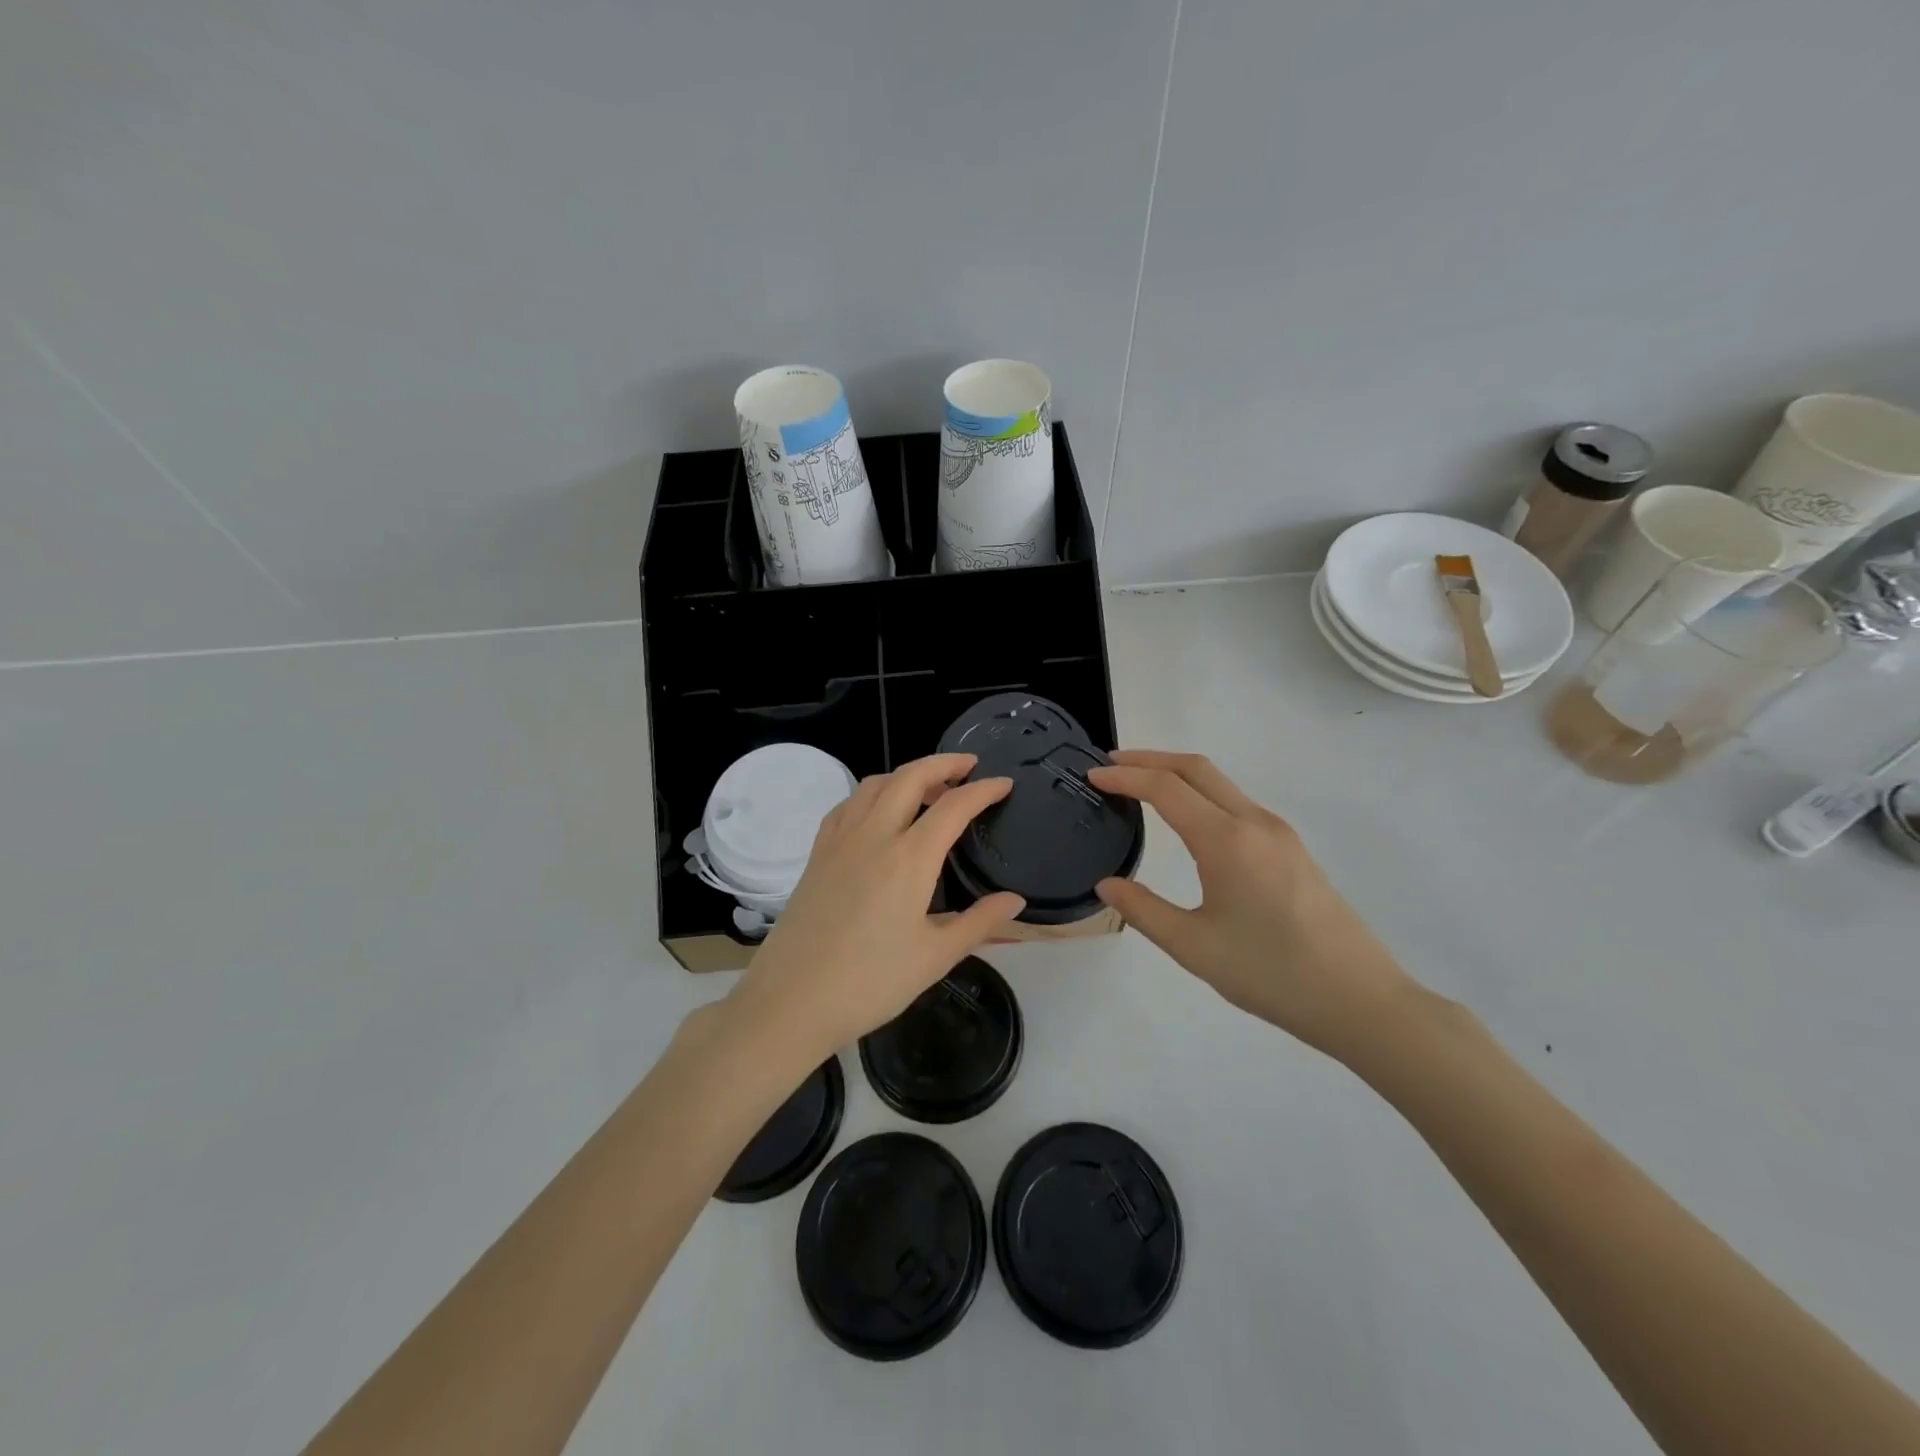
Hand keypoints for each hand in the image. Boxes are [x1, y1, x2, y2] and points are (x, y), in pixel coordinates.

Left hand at [723, 754, 1025, 1062]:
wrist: (790, 1000)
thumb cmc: (870, 982)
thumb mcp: (935, 957)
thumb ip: (980, 923)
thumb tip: (1015, 901)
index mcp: (909, 858)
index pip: (954, 806)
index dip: (983, 790)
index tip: (1004, 784)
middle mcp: (874, 835)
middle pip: (910, 777)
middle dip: (943, 764)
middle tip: (969, 766)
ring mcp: (840, 840)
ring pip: (875, 784)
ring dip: (906, 774)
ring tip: (928, 787)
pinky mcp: (817, 854)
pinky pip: (848, 805)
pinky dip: (872, 793)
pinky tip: (878, 812)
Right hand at [1089, 750, 1415, 1058]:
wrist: (1360, 999)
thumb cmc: (1271, 974)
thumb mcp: (1193, 947)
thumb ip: (1143, 910)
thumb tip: (1106, 884)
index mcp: (1227, 841)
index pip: (1166, 788)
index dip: (1125, 777)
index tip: (1091, 776)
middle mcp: (1254, 822)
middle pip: (1196, 768)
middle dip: (1150, 758)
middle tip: (1110, 766)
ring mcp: (1279, 833)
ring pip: (1220, 783)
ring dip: (1177, 774)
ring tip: (1141, 786)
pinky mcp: (1292, 849)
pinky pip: (1237, 803)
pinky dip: (1201, 794)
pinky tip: (1188, 819)